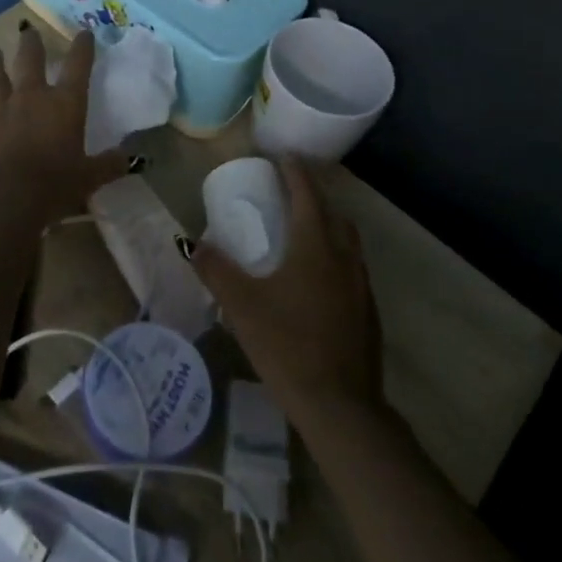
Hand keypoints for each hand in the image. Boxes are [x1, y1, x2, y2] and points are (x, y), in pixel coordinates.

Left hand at [0, 23, 127, 224]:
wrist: (1, 198)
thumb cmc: (52, 186)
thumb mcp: (89, 179)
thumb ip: (108, 165)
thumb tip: (129, 158)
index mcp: (65, 104)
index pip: (79, 66)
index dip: (83, 47)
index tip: (84, 32)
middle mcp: (32, 96)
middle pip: (31, 59)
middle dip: (31, 42)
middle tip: (28, 30)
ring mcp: (0, 107)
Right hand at [191, 158, 383, 420]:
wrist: (340, 405)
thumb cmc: (287, 345)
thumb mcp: (241, 306)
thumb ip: (216, 271)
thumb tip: (193, 244)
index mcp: (315, 246)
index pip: (307, 195)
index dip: (295, 172)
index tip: (282, 156)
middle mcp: (344, 257)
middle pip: (333, 213)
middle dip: (313, 195)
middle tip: (290, 190)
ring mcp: (361, 286)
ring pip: (347, 241)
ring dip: (328, 224)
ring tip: (304, 228)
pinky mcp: (368, 312)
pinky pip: (351, 267)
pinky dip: (335, 254)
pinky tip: (318, 277)